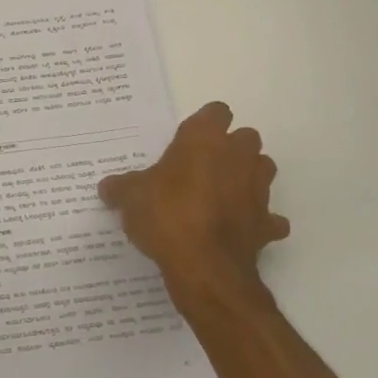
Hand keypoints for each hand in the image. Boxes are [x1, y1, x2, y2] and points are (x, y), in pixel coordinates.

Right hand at [99, 102, 289, 314]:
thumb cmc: (166, 215)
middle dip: (231, 149)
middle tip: (203, 167)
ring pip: (263, 170)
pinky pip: (270, 218)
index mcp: (204, 139)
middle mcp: (238, 156)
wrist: (204, 266)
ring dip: (249, 178)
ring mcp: (258, 189)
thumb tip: (107, 187)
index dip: (205, 123)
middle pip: (246, 137)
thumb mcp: (131, 197)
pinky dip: (259, 222)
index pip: (216, 112)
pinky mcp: (268, 223)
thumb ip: (121, 187)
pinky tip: (239, 230)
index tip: (189, 140)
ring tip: (223, 195)